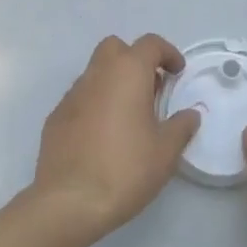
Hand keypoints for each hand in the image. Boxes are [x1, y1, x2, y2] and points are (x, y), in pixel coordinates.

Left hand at [26, 34, 199, 246]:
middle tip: (150, 87)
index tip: (177, 73)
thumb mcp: (165, 152)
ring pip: (95, 73)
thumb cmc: (125, 170)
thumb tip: (191, 114)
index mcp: (127, 73)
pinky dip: (95, 104)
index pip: (149, 44)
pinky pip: (80, 98)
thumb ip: (181, 127)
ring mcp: (71, 95)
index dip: (167, 53)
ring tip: (129, 115)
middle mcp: (97, 75)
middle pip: (115, 48)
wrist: (69, 202)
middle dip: (134, 59)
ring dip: (114, 82)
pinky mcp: (55, 118)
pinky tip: (103, 135)